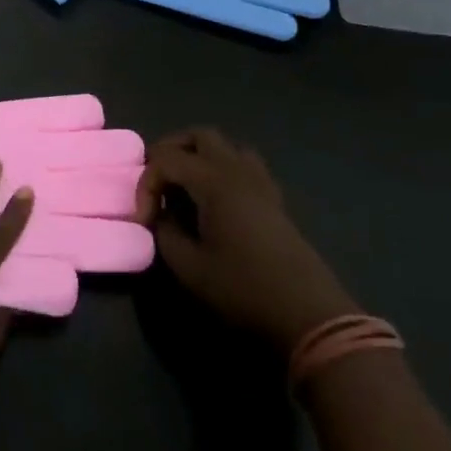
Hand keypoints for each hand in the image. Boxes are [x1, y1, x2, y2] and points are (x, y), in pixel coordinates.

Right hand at [139, 128, 357, 350]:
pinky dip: (222, 170)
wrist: (307, 314)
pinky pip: (244, 165)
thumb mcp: (190, 268)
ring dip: (199, 156)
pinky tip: (215, 201)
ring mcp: (260, 182)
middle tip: (156, 182)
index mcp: (214, 181)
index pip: (166, 160)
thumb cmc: (244, 288)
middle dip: (170, 151)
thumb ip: (166, 234)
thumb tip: (162, 217)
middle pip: (199, 136)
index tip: (144, 222)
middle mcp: (238, 171)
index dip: (146, 186)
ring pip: (226, 146)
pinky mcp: (274, 199)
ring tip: (184, 186)